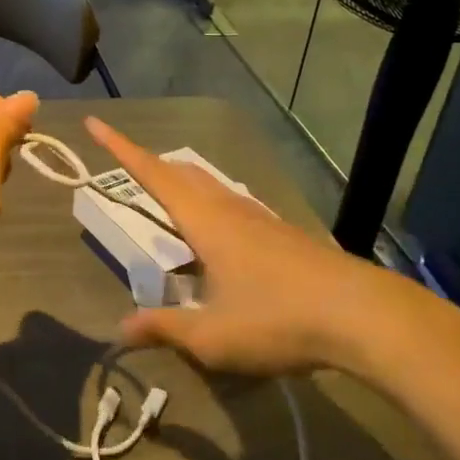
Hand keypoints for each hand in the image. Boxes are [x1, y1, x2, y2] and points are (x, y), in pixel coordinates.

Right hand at [83, 118, 434, 380]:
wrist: (364, 317)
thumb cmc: (277, 320)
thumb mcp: (211, 336)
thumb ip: (164, 328)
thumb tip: (121, 327)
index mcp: (205, 221)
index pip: (153, 174)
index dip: (120, 149)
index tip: (95, 123)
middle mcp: (230, 209)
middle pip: (183, 173)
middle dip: (151, 165)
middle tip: (128, 168)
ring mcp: (261, 218)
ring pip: (211, 186)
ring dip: (183, 183)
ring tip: (169, 199)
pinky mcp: (284, 234)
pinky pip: (233, 205)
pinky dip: (210, 205)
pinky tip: (221, 232)